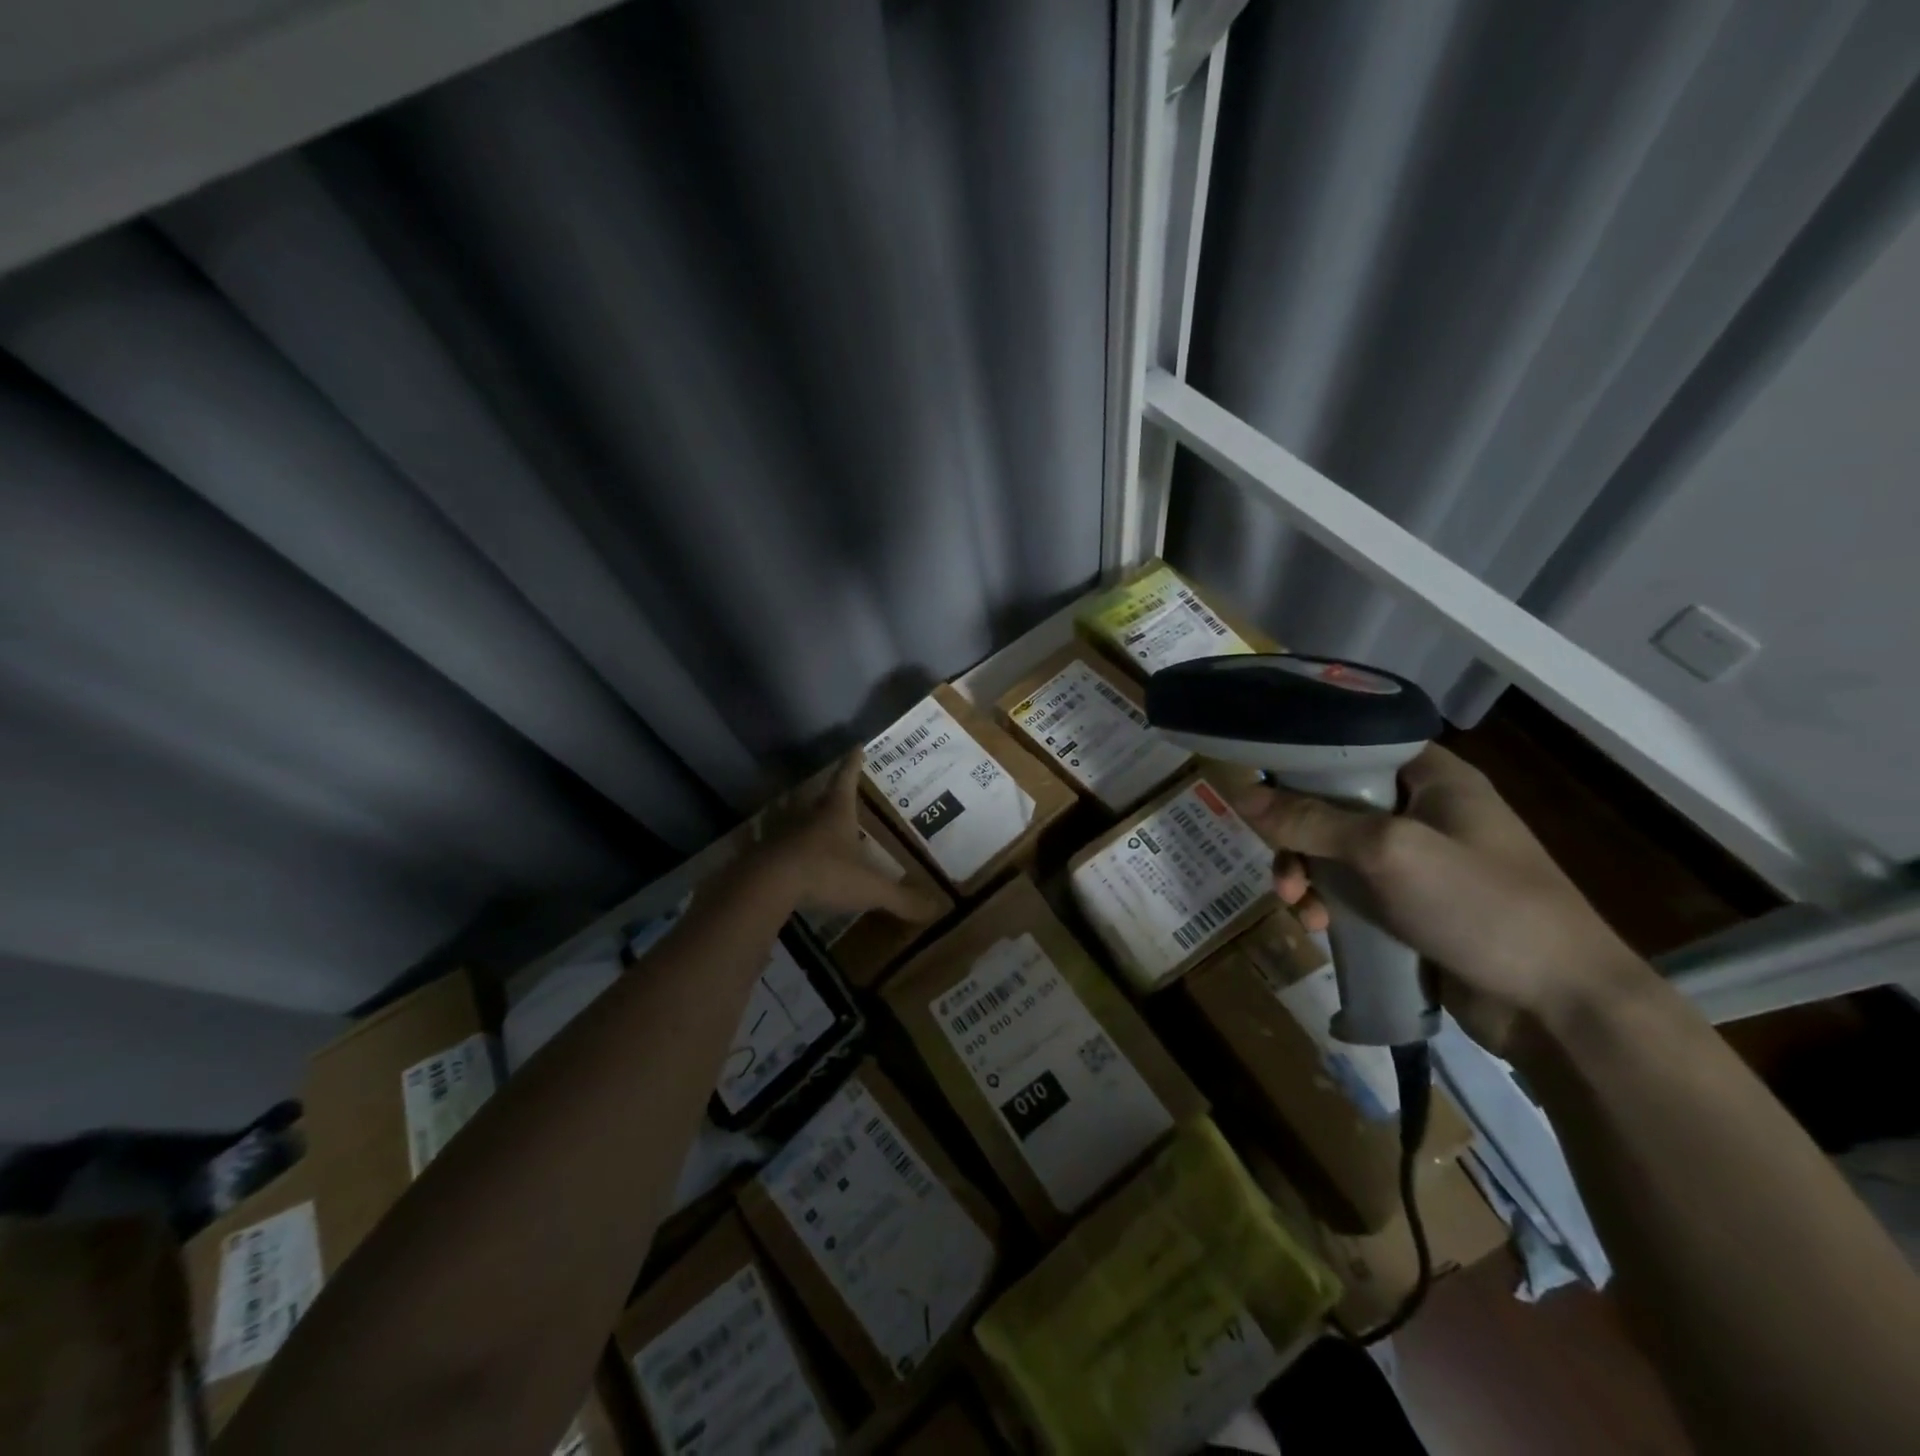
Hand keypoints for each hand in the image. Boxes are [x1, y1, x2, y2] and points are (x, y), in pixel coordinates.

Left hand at [748, 755, 945, 922]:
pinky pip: (758, 840)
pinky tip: (751, 836)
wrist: (769, 886)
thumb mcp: (870, 888)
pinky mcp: (758, 853)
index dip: (853, 764)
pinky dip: (756, 836)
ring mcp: (778, 832)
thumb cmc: (826, 875)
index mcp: (836, 814)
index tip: (856, 746)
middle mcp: (806, 816)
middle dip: (821, 787)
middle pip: (813, 794)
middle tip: (824, 782)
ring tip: (791, 804)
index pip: (847, 781)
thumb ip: (901, 899)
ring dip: (789, 806)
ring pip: (785, 812)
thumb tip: (935, 909)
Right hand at [1229, 745, 1645, 1057]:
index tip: (1260, 790)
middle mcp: (1423, 811)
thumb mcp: (1388, 852)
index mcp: (1432, 777)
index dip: (1301, 764)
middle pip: (1332, 805)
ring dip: (1307, 877)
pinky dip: (1329, 905)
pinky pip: (1352, 890)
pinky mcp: (1411, 906)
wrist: (1561, 1007)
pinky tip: (1322, 930)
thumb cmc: (1481, 906)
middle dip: (1296, 839)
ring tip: (1301, 911)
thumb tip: (1239, 791)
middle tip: (1284, 874)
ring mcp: (1418, 861)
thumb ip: (1311, 820)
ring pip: (1335, 852)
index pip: (1351, 748)